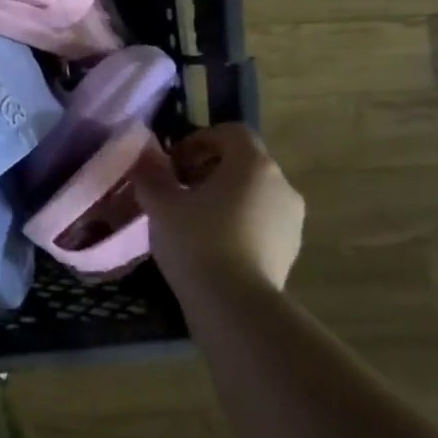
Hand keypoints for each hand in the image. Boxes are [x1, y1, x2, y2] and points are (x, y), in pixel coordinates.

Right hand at [134, 123, 303, 292]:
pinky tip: (210, 244)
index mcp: (253, 165)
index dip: (199, 139)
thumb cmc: (196, 240)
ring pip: (253, 193)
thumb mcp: (160, 203)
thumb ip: (151, 174)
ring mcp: (291, 219)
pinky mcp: (290, 249)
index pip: (231, 133)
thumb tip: (145, 157)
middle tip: (177, 189)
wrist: (234, 304)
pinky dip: (237, 222)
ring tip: (192, 219)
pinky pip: (261, 221)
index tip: (173, 161)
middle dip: (208, 170)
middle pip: (243, 163)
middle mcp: (281, 185)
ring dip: (224, 197)